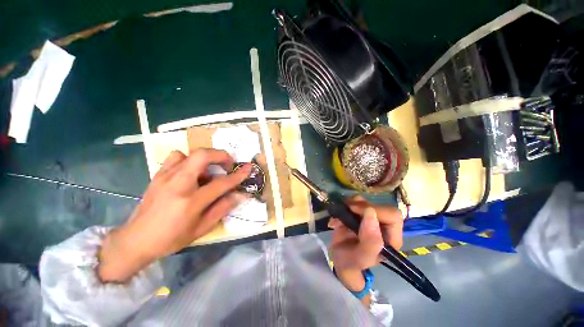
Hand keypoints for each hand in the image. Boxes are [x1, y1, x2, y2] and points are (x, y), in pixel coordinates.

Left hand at [98, 149, 250, 281]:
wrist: (136, 240)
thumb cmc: (171, 238)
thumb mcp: (201, 228)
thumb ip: (222, 208)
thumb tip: (239, 195)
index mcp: (191, 201)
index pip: (221, 183)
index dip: (238, 175)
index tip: (248, 167)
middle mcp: (178, 184)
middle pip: (202, 156)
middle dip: (220, 155)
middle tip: (228, 164)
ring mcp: (165, 177)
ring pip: (189, 154)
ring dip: (204, 159)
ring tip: (208, 171)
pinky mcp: (158, 175)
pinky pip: (176, 157)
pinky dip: (188, 160)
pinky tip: (190, 173)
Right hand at [328, 196, 402, 293]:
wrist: (339, 260)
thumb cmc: (352, 263)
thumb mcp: (360, 258)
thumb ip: (369, 242)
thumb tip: (370, 213)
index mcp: (390, 238)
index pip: (392, 216)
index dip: (376, 210)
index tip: (356, 210)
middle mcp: (382, 226)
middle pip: (378, 205)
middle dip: (360, 206)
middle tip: (346, 210)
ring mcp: (369, 218)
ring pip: (365, 201)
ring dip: (349, 205)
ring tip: (339, 217)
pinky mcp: (357, 213)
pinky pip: (352, 202)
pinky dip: (343, 206)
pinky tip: (336, 219)